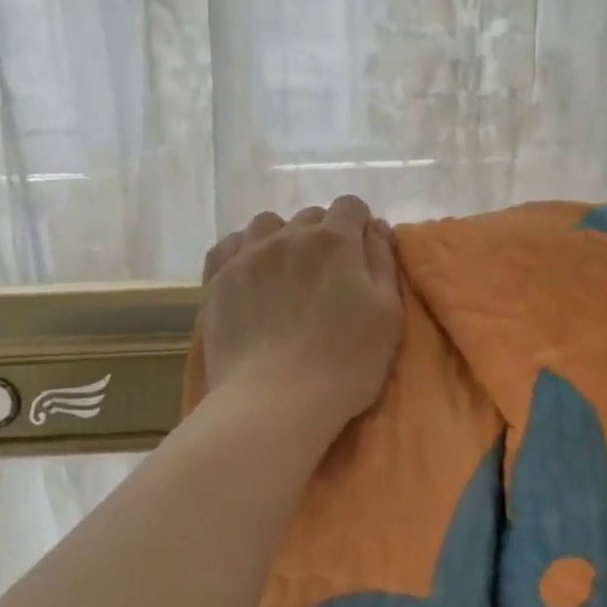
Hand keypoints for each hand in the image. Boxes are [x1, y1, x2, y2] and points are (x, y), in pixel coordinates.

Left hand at [199, 196, 402, 437]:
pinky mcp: (218, 280)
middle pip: (310, 217)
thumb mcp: (388, 313)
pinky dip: (243, 251)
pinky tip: (251, 275)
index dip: (359, 225)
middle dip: (323, 236)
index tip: (361, 255)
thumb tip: (375, 227)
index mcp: (335, 241)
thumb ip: (383, 261)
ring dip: (282, 238)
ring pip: (267, 224)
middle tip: (327, 278)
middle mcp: (289, 236)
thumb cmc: (346, 361)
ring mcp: (248, 255)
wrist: (276, 400)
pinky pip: (229, 245)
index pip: (351, 206)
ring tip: (285, 273)